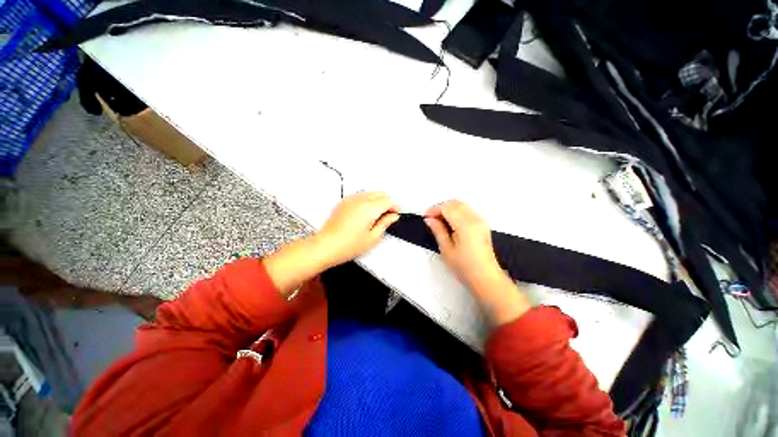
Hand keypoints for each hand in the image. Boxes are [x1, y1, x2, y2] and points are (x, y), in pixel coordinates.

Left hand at [315, 191, 399, 267]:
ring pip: (371, 193)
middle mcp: (360, 200)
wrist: (326, 246)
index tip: (396, 214)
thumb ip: (385, 223)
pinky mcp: (344, 202)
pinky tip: (365, 212)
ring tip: (377, 215)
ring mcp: (350, 199)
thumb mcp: (372, 237)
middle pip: (380, 194)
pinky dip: (367, 200)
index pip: (388, 201)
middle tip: (388, 215)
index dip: (395, 207)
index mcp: (369, 209)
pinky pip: (360, 195)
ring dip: (377, 200)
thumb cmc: (347, 245)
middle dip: (387, 202)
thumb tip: (392, 216)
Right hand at [423, 200, 502, 288]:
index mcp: (465, 225)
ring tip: (439, 221)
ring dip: (449, 209)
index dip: (434, 209)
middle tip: (431, 218)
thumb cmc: (465, 267)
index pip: (447, 207)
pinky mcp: (482, 225)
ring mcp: (481, 221)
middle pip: (455, 203)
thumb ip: (438, 231)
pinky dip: (456, 212)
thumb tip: (430, 220)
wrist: (485, 277)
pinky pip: (467, 211)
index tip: (426, 216)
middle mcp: (475, 219)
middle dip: (441, 207)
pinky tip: (450, 223)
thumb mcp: (446, 249)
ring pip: (462, 205)